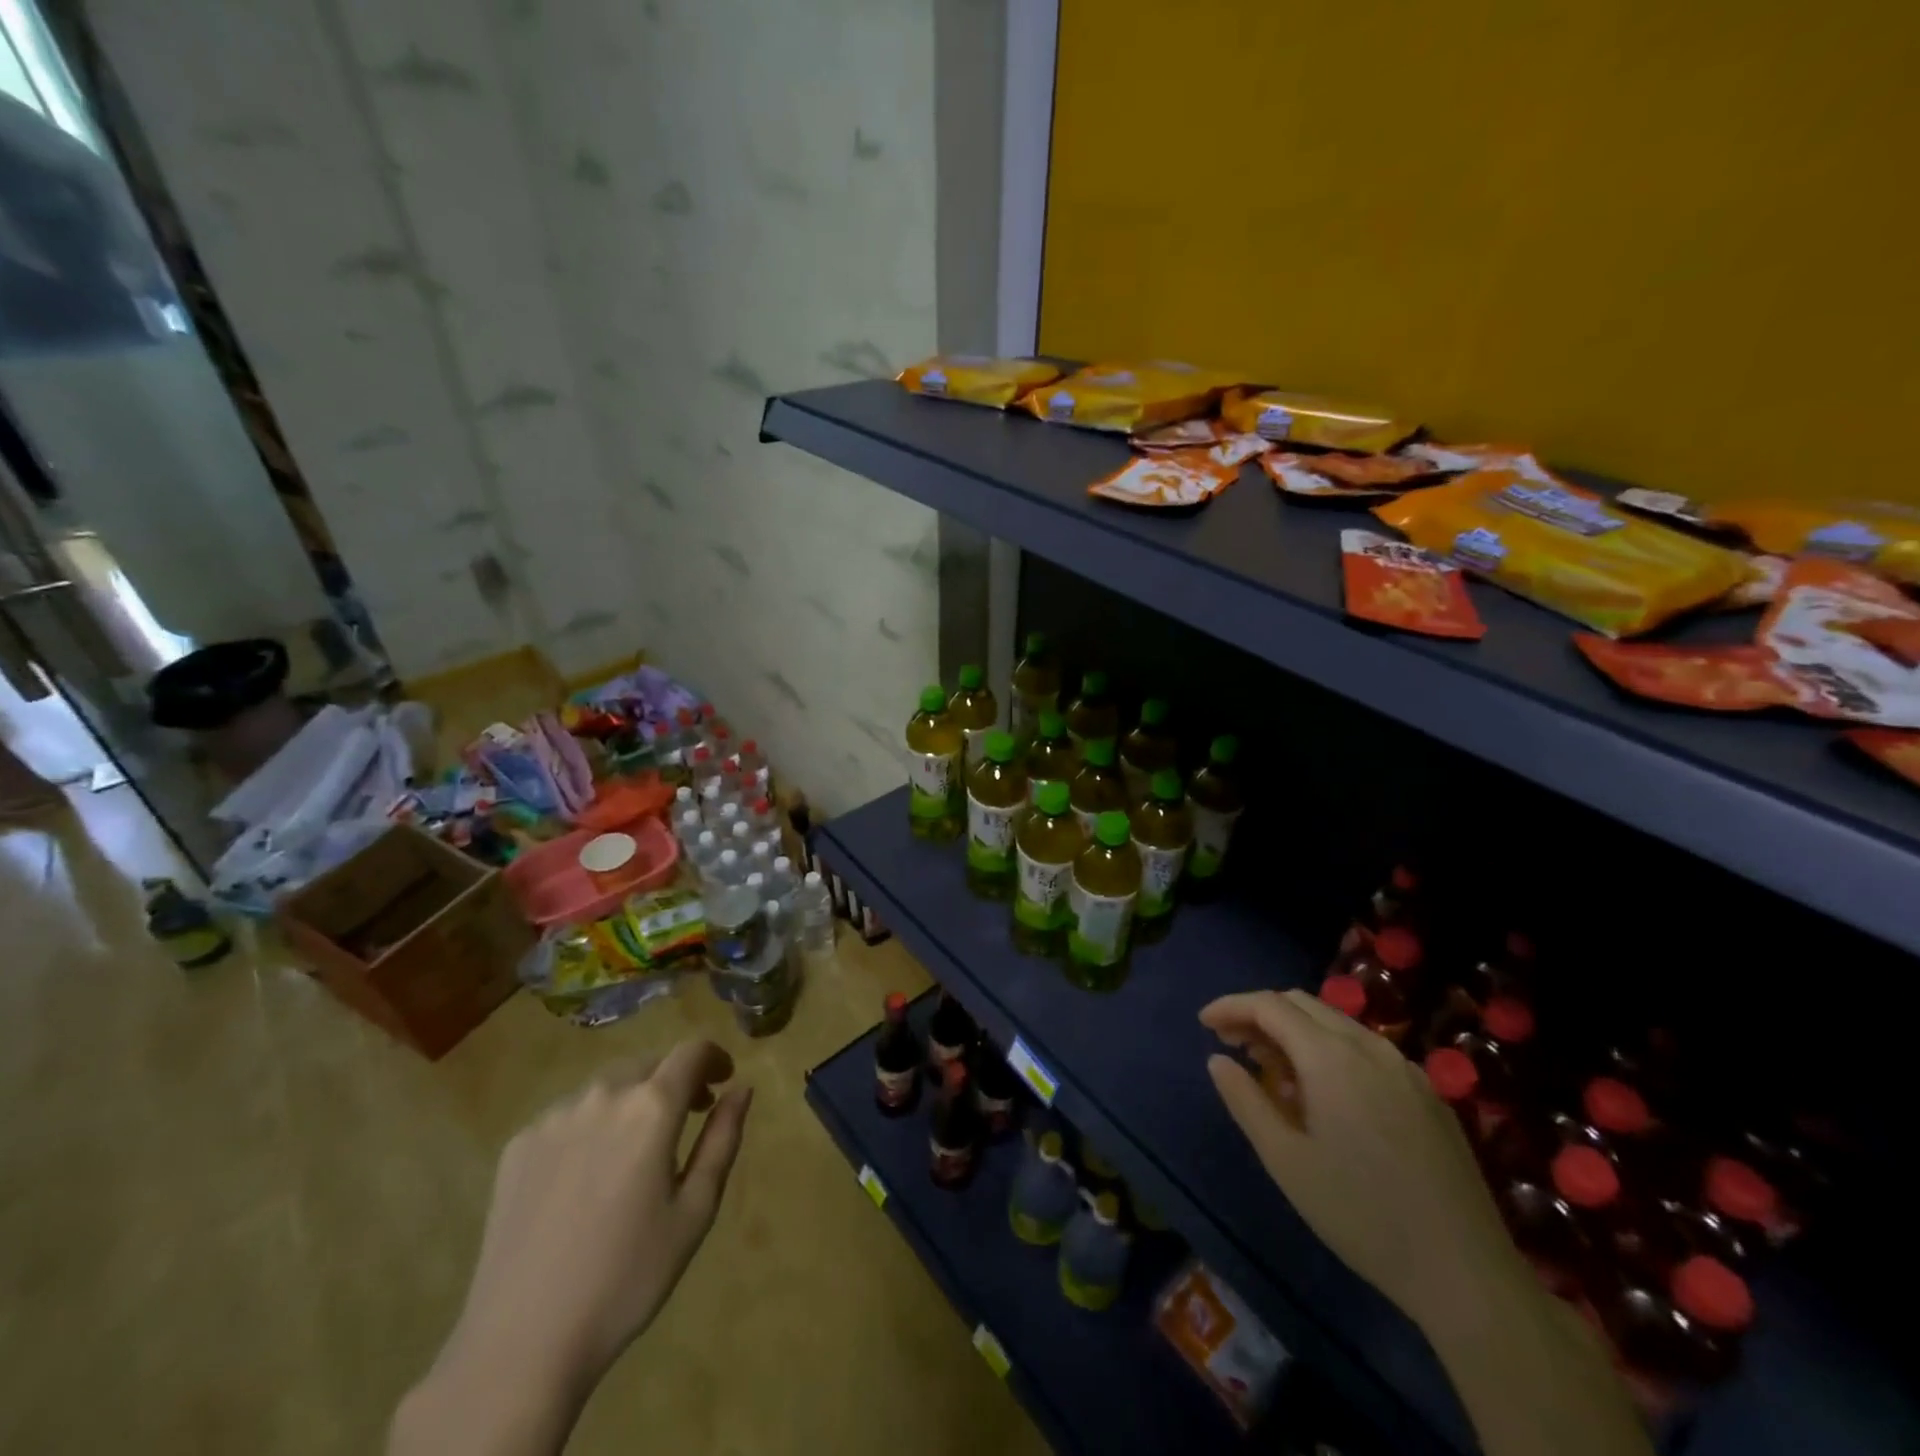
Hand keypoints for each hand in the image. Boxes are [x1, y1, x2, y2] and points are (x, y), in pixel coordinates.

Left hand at [393, 1041, 751, 1455]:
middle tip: (687, 1116)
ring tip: (635, 1148)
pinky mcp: (518, 1145)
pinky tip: (586, 1175)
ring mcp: (553, 1118)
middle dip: (674, 1079)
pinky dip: (590, 1125)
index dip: (714, 1057)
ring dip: (631, 1099)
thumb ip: (723, 1139)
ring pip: (606, 1086)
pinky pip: (567, 1115)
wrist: (520, 1344)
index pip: (692, 1051)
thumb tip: (741, 1088)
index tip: (723, 1080)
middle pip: (648, 1063)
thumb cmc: (627, 1278)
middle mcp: (602, 1095)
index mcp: (651, 1108)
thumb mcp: (694, 1211)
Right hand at [1200, 989, 1513, 1326]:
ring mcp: (1404, 1067)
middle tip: (1231, 1044)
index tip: (1203, 1024)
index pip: (1269, 1005)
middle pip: (1302, 1004)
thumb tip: (1218, 1060)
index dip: (1231, 1007)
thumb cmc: (1362, 1215)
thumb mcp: (1286, 1161)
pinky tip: (1322, 1094)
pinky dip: (1328, 1050)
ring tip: (1270, 1070)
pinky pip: (1364, 1049)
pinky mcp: (1426, 1092)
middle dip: (1259, 1014)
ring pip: (1335, 1023)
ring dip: (1294, 1031)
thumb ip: (1245, 1101)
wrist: (1466, 1274)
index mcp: (1331, 1057)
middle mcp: (1369, 1047)